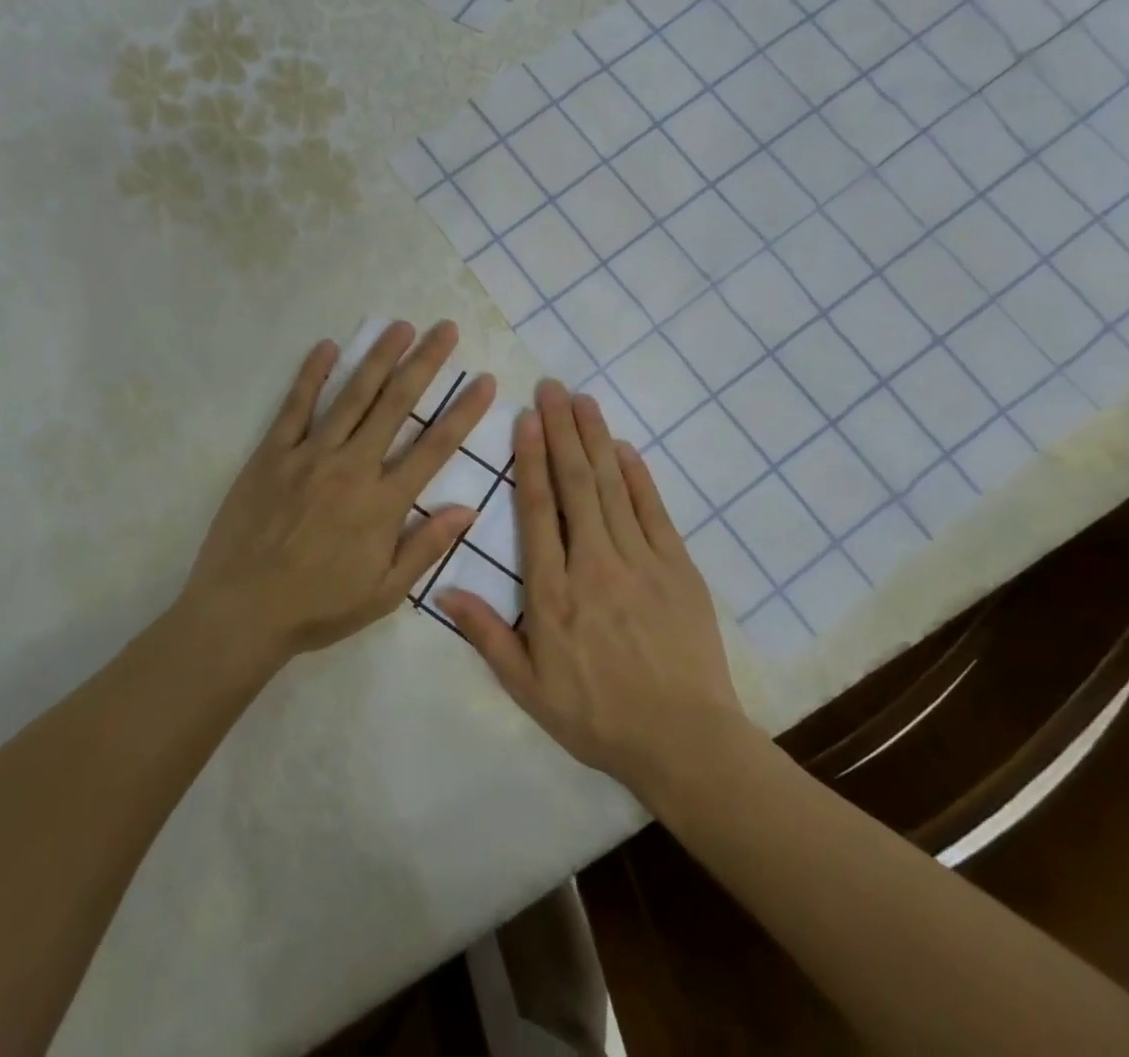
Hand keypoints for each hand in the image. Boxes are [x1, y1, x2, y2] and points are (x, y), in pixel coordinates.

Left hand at [181, 321, 495, 669]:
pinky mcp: (271, 454)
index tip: (484, 381)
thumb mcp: (383, 593)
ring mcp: (309, 456)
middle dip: (424, 363)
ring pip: (351, 396)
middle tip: (445, 329)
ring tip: (400, 326)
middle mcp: (351, 468)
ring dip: (378, 358)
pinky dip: (311, 374)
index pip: (434, 447)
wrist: (241, 612)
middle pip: (395, 405)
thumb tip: (467, 510)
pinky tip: (328, 346)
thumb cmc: (317, 607)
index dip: (463, 411)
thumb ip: (425, 547)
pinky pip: (295, 406)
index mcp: (382, 504)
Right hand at [438, 380, 755, 803]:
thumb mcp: (529, 688)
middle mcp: (593, 564)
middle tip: (553, 388)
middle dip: (562, 431)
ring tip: (584, 400)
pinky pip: (653, 511)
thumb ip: (487, 635)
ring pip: (613, 487)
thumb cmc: (598, 717)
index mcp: (553, 593)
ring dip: (596, 440)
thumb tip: (444, 591)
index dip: (530, 460)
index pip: (537, 510)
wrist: (684, 741)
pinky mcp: (677, 568)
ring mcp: (640, 562)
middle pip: (576, 484)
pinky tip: (625, 448)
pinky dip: (639, 476)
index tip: (526, 419)